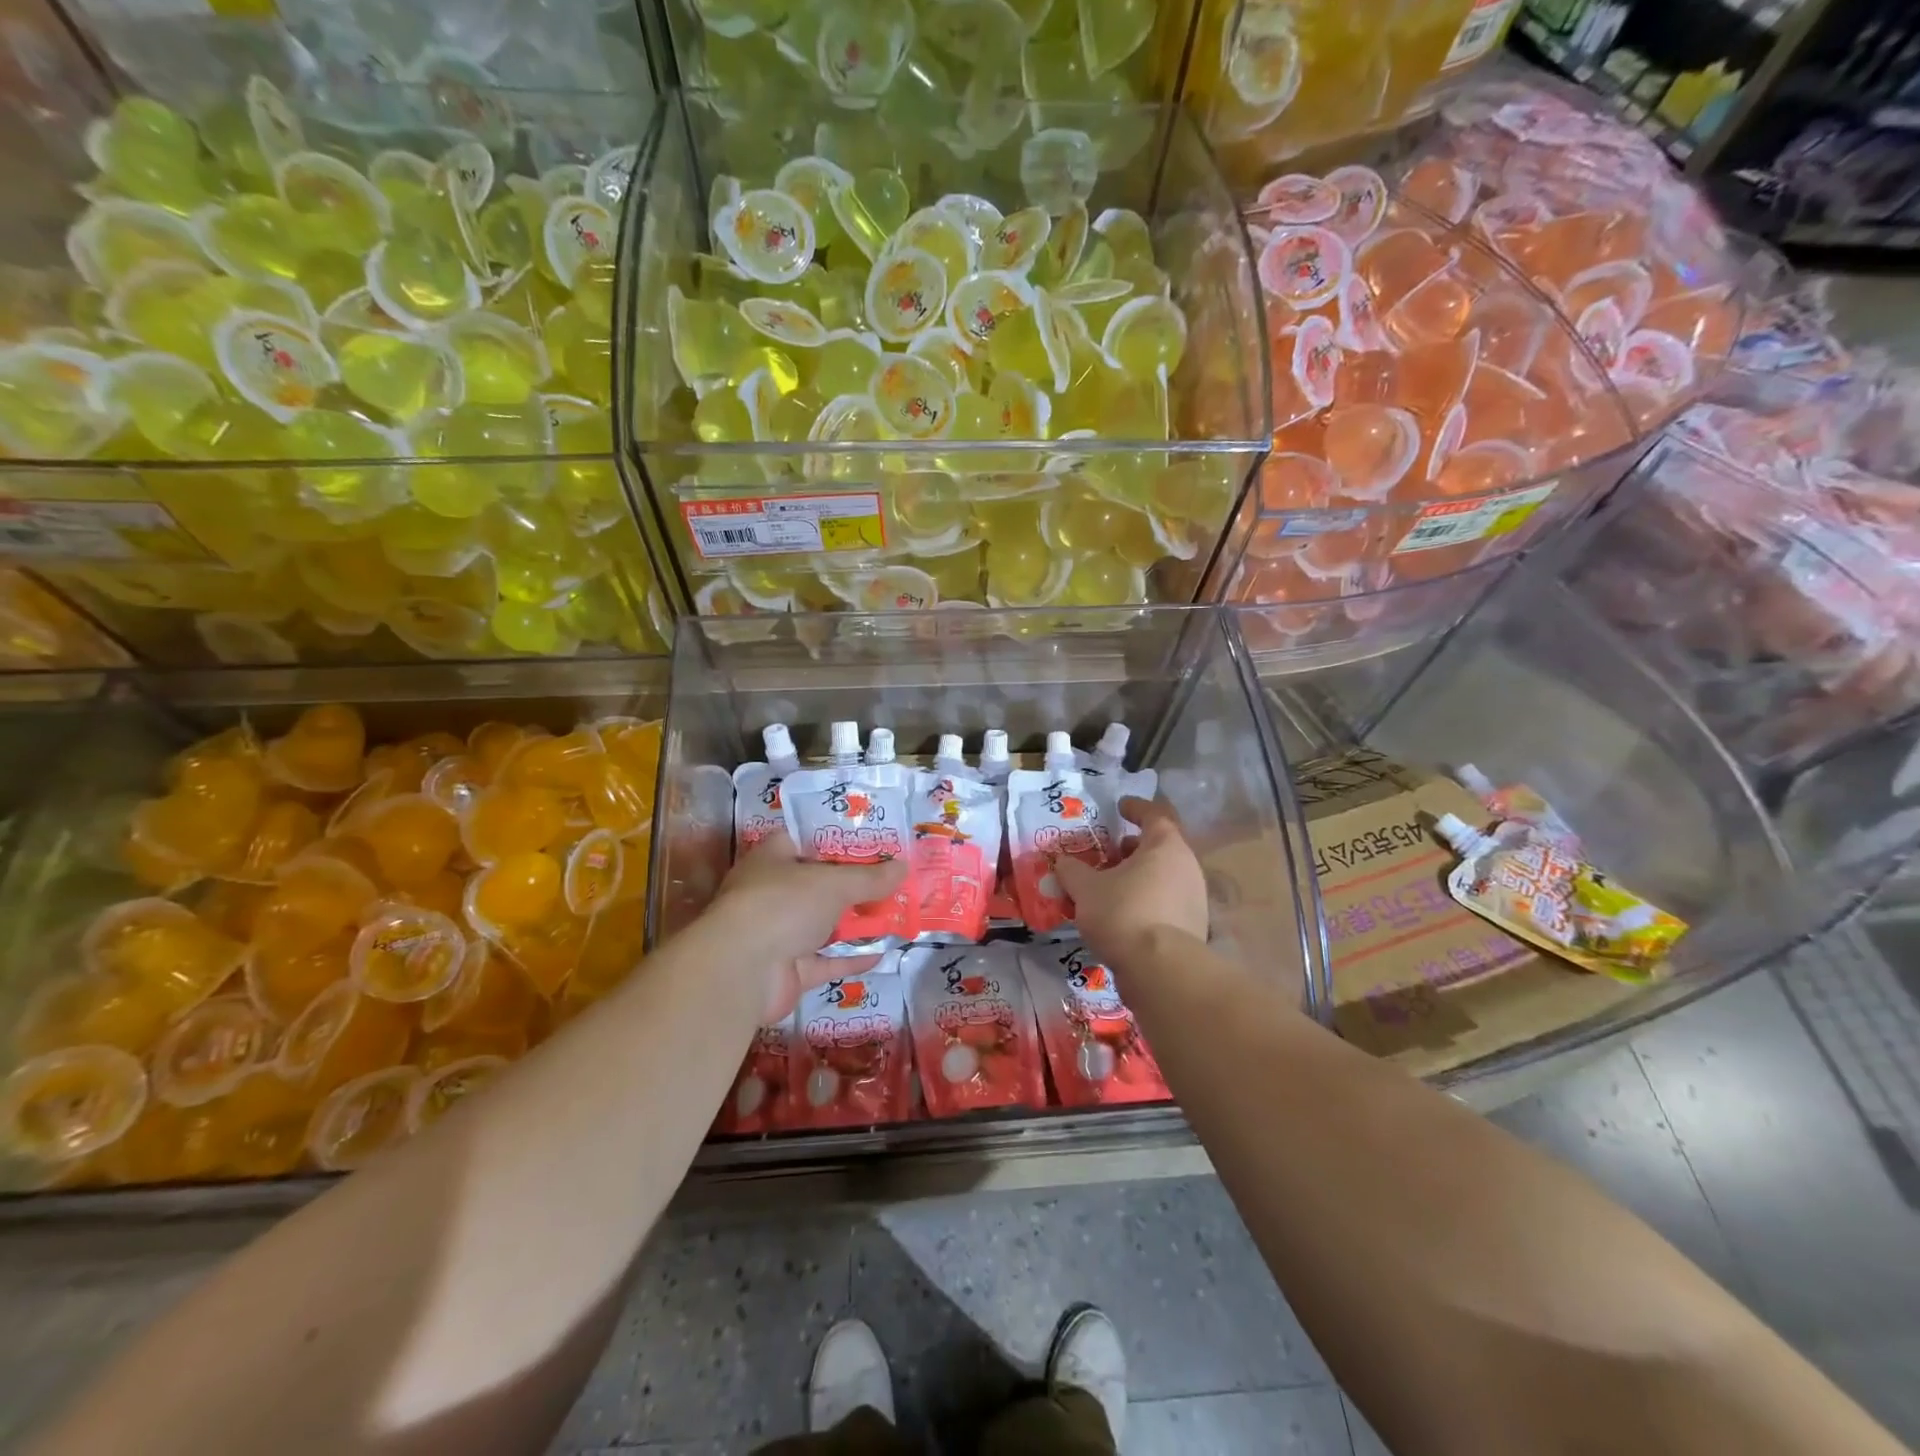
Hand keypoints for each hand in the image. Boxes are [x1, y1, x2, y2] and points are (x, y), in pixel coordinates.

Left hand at [710, 829, 909, 1020]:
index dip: (833, 842)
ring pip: (822, 925)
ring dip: (854, 923)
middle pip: (817, 886)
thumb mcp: (834, 883)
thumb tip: (904, 867)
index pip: (802, 842)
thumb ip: (869, 878)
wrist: (743, 970)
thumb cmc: (783, 904)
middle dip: (852, 886)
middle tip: (889, 881)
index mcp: (772, 860)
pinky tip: (881, 953)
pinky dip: (850, 958)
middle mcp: (771, 895)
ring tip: (893, 915)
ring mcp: (778, 935)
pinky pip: (825, 961)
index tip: (867, 844)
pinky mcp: (788, 971)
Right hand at [1055, 797, 1207, 965]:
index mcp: (1166, 846)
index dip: (1136, 808)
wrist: (1161, 971)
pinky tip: (1123, 915)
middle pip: (1160, 847)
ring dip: (1139, 877)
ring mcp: (1195, 898)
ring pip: (1164, 876)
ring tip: (1110, 887)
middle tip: (1110, 853)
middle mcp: (1187, 867)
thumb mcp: (1085, 889)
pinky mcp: (1194, 927)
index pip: (1154, 815)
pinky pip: (1167, 902)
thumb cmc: (1123, 913)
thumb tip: (1061, 862)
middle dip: (1133, 848)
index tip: (1120, 807)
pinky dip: (1147, 900)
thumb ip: (1071, 871)